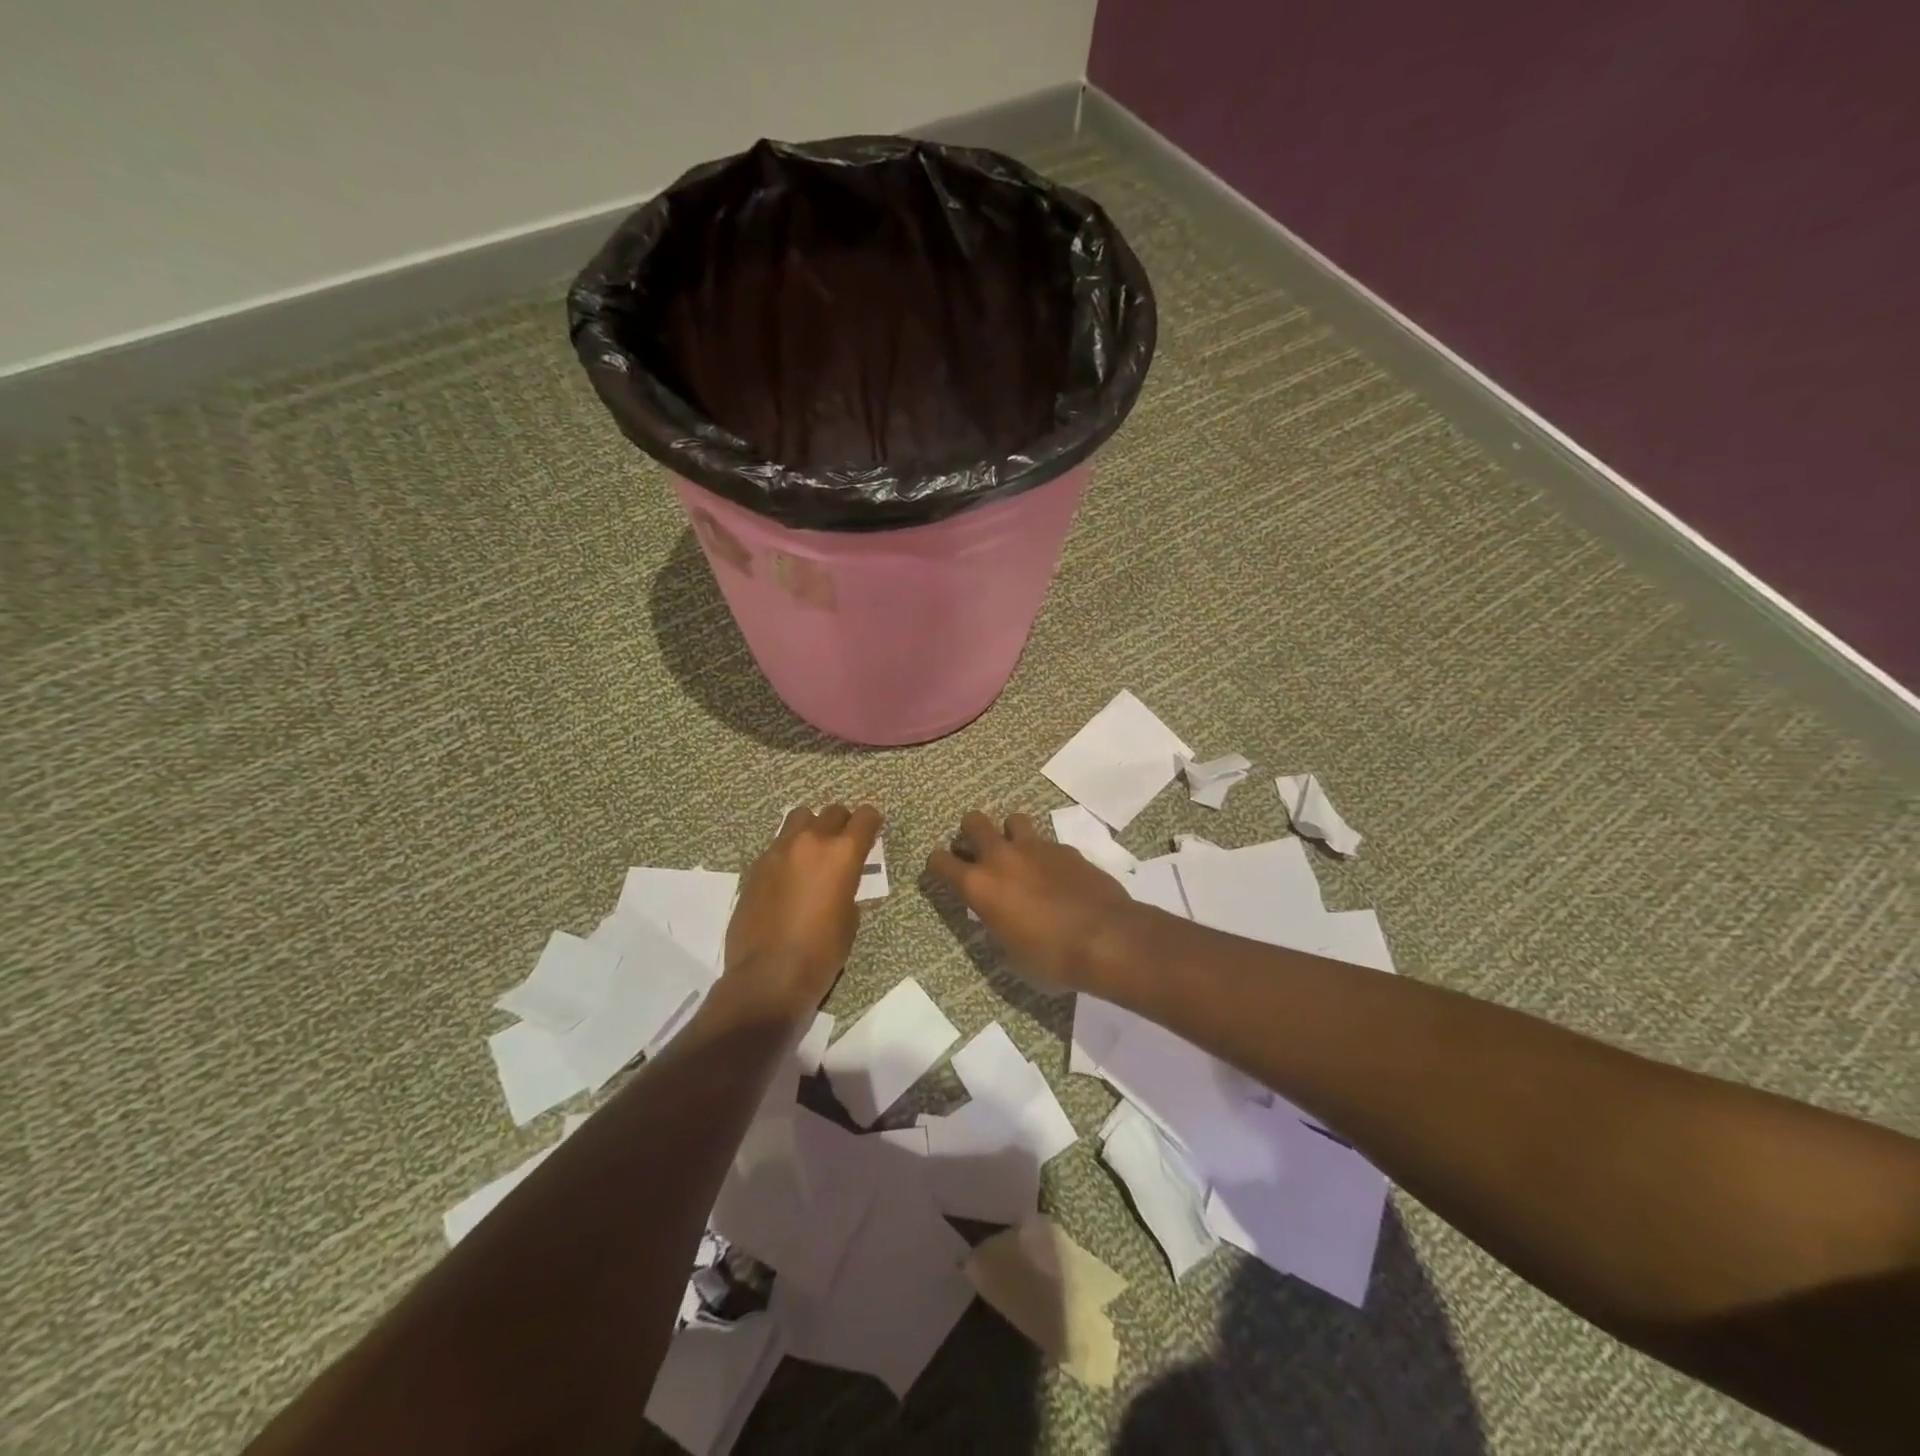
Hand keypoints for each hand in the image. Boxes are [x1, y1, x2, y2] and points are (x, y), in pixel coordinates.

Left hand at [724, 804, 881, 1016]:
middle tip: (844, 844)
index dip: (872, 822)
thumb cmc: (821, 953)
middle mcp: (811, 842)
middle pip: (832, 812)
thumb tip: (837, 881)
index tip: (872, 831)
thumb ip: (847, 886)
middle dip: (842, 823)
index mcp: (842, 854)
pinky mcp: (755, 866)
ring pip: (799, 818)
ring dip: (811, 828)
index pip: (864, 817)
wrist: (768, 976)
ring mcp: (778, 851)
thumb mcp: (849, 919)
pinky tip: (788, 877)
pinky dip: (788, 851)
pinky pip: (777, 844)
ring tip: (812, 852)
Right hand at [927, 811, 1134, 992]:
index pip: (939, 861)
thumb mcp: (1010, 955)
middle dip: (970, 834)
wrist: (1107, 939)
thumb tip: (997, 921)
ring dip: (1009, 834)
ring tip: (1018, 856)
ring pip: (1012, 819)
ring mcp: (1036, 847)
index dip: (937, 866)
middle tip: (979, 855)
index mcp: (979, 885)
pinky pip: (1045, 841)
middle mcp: (1001, 857)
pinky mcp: (1066, 848)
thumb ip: (996, 928)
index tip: (942, 874)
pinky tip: (1054, 874)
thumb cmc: (1050, 958)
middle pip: (973, 822)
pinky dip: (1043, 853)